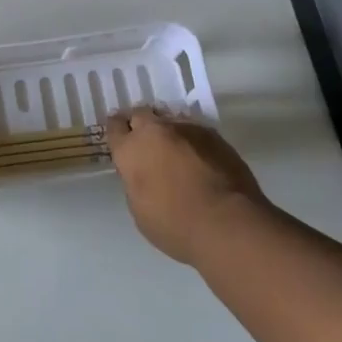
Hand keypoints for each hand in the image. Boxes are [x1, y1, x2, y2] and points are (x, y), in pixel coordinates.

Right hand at [106, 107, 266, 264]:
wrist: (228, 224)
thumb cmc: (175, 226)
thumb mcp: (139, 210)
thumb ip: (135, 182)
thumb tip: (143, 173)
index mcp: (131, 150)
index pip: (114, 126)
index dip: (117, 132)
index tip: (122, 141)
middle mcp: (155, 131)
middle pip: (141, 114)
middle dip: (141, 126)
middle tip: (147, 144)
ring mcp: (186, 128)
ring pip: (170, 120)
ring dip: (168, 132)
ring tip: (176, 151)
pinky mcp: (214, 135)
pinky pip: (195, 131)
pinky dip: (192, 141)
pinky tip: (200, 159)